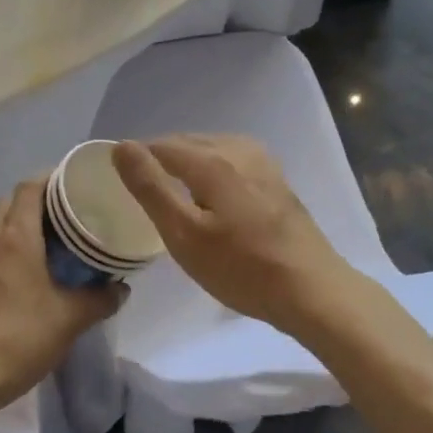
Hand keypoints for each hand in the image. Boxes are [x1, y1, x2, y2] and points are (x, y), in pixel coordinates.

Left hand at [0, 178, 124, 410]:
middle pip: (9, 202)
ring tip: (47, 241)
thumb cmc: (21, 337)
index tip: (73, 183)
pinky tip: (23, 273)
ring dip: (17, 224)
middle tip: (64, 213)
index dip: (50, 178)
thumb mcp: (70, 319)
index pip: (29, 188)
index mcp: (16, 237)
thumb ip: (100, 299)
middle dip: (35, 200)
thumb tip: (122, 288)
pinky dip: (4, 249)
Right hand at [111, 135, 363, 335]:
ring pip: (211, 148)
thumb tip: (122, 147)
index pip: (161, 145)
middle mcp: (237, 149)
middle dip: (161, 159)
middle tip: (142, 191)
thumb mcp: (184, 234)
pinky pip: (231, 159)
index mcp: (211, 160)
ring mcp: (262, 162)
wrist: (312, 289)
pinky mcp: (276, 178)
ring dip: (187, 163)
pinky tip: (212, 194)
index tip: (120, 183)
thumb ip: (151, 188)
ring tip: (173, 193)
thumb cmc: (242, 268)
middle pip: (187, 142)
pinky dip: (212, 169)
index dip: (136, 159)